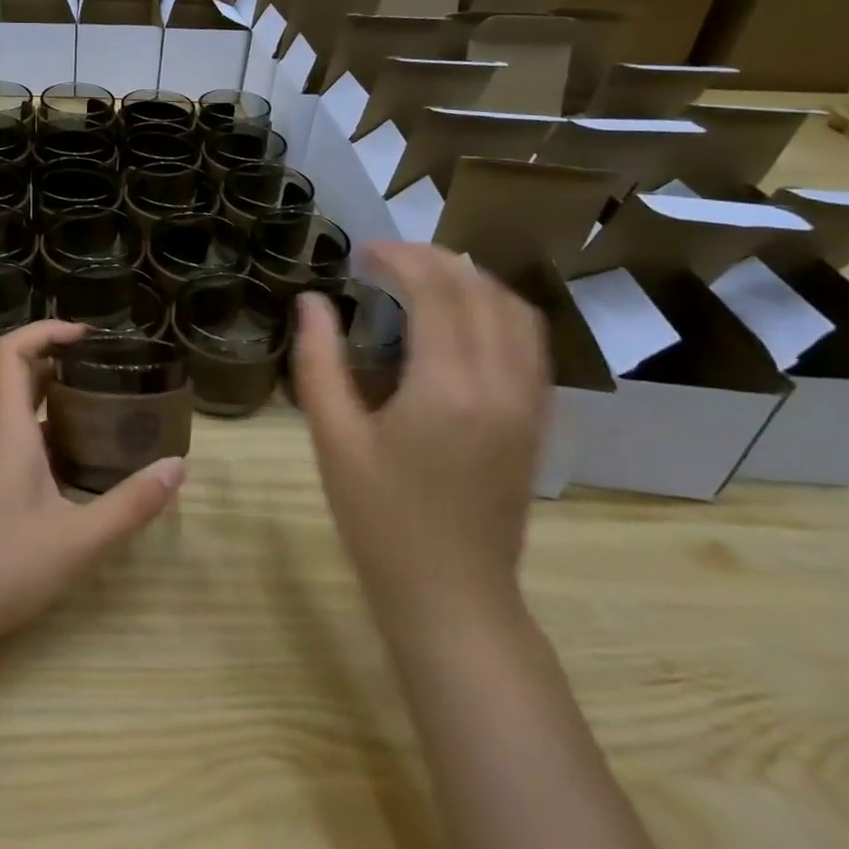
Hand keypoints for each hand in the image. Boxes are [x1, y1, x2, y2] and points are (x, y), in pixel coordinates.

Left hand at [0, 319, 186, 655]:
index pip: (10, 352)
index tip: (85, 336)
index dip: (44, 330)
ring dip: (52, 404)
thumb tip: (179, 467)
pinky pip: (9, 440)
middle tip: (108, 376)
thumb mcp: (78, 541)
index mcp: (6, 430)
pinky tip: (71, 469)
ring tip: (100, 418)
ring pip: (14, 414)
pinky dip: (42, 435)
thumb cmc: (1, 568)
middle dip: (61, 367)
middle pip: (17, 378)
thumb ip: (131, 504)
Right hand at [292, 244, 550, 637]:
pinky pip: (529, 341)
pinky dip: (497, 310)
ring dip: (470, 280)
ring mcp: (529, 402)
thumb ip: (319, 362)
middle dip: (432, 260)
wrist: (452, 595)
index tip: (362, 253)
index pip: (436, 292)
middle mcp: (501, 383)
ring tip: (423, 278)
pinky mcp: (538, 420)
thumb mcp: (333, 439)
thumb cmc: (380, 520)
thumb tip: (310, 302)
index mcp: (448, 387)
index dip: (399, 259)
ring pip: (514, 310)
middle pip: (479, 291)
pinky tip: (462, 318)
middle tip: (385, 258)